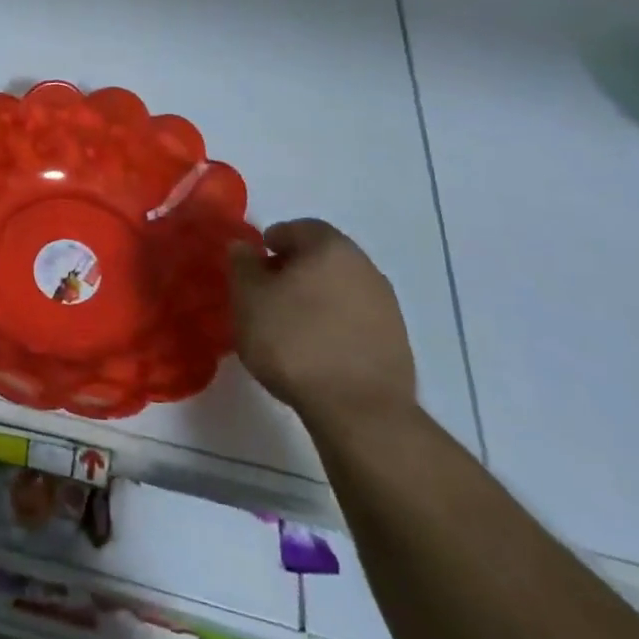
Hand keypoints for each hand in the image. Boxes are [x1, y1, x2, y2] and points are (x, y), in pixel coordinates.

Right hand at [230, 220, 416, 430]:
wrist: (359, 410)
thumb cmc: (294, 341)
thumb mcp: (248, 299)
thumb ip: (242, 265)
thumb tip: (244, 246)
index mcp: (329, 246)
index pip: (296, 228)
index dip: (270, 243)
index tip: (254, 269)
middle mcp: (364, 265)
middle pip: (321, 256)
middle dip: (294, 270)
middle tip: (268, 295)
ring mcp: (386, 304)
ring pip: (340, 287)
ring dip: (316, 298)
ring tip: (291, 327)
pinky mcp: (397, 340)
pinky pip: (356, 318)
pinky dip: (335, 324)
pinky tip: (318, 349)